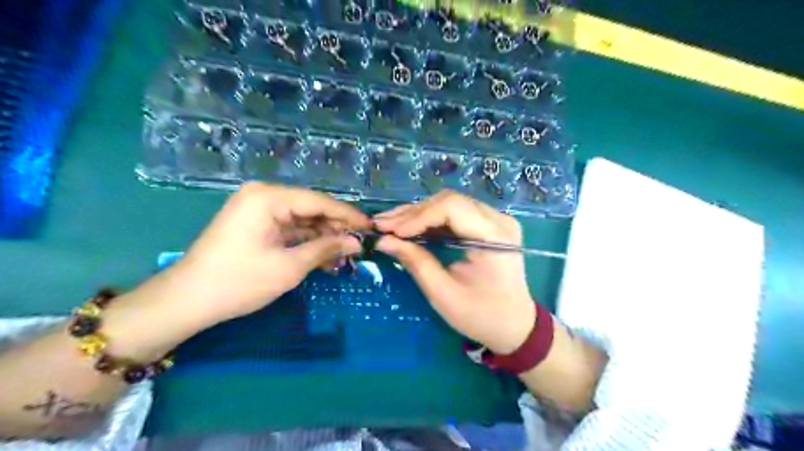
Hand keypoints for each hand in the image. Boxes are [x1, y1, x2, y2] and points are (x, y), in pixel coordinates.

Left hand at [146, 182, 370, 325]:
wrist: (188, 301)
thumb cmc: (239, 281)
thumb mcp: (289, 267)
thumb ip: (326, 249)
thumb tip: (357, 243)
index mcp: (269, 197)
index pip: (319, 202)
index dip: (348, 215)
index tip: (371, 227)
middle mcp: (264, 196)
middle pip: (311, 208)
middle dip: (336, 228)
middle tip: (360, 245)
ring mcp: (259, 210)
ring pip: (303, 220)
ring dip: (324, 237)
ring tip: (347, 254)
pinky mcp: (256, 225)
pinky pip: (290, 229)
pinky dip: (307, 242)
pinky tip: (326, 256)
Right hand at [373, 188, 534, 352]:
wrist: (514, 325)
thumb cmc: (482, 316)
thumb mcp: (444, 294)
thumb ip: (415, 262)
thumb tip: (383, 241)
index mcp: (495, 237)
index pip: (452, 208)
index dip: (418, 216)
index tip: (390, 232)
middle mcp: (499, 220)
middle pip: (449, 201)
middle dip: (413, 213)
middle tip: (382, 225)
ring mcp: (496, 220)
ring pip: (450, 204)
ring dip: (418, 214)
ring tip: (390, 225)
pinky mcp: (489, 225)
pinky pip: (455, 214)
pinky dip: (430, 221)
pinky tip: (409, 227)